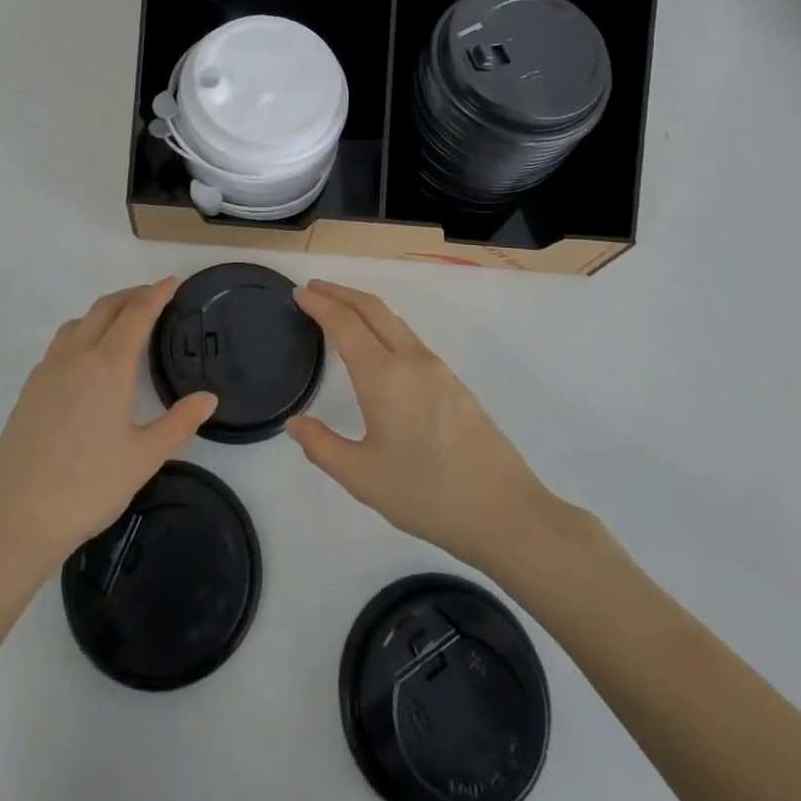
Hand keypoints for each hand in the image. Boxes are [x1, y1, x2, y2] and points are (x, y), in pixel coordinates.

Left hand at [0, 279, 217, 581]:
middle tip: (154, 296)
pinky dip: (82, 333)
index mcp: (107, 366)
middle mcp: (75, 357)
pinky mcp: (28, 391)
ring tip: (122, 324)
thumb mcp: (143, 458)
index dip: (156, 294)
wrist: (12, 520)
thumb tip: (208, 398)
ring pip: (78, 322)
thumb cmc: (87, 488)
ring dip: (104, 312)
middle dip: (131, 295)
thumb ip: (179, 423)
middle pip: (105, 308)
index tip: (172, 282)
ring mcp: (46, 372)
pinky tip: (87, 362)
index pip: (136, 315)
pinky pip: (60, 345)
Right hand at [287, 281, 565, 573]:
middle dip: (341, 293)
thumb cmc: (426, 494)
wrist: (505, 512)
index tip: (299, 292)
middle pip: (372, 309)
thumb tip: (295, 423)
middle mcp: (411, 360)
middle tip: (314, 289)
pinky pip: (409, 338)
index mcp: (383, 376)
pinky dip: (383, 326)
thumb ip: (322, 446)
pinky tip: (378, 348)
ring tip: (340, 311)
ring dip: (363, 307)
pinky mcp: (454, 383)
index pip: (345, 323)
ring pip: (394, 321)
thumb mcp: (361, 478)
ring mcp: (437, 369)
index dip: (319, 303)